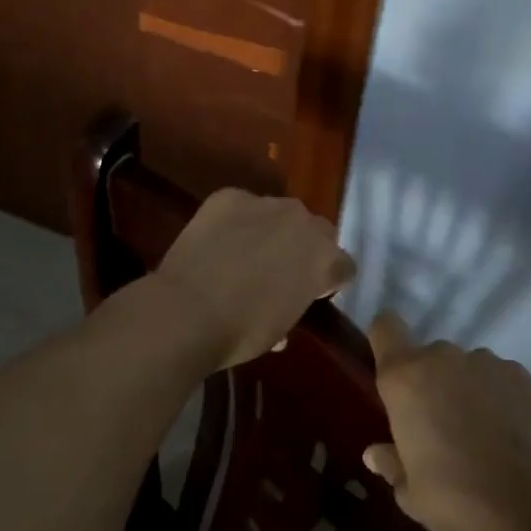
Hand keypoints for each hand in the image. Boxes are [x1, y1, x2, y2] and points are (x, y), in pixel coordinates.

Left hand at [153, 189, 354, 371]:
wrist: (187, 313)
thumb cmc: (241, 333)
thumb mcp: (280, 328)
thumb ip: (293, 306)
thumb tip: (284, 305)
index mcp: (325, 260)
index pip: (343, 265)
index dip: (330, 279)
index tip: (314, 292)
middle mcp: (303, 224)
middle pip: (316, 230)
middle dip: (304, 247)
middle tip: (281, 270)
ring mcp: (266, 204)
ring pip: (279, 213)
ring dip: (270, 229)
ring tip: (245, 251)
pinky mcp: (230, 196)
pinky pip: (241, 205)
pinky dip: (235, 220)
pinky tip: (218, 240)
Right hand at [362, 315, 530, 530]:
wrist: (528, 504)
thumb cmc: (454, 497)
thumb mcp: (410, 493)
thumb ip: (391, 464)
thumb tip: (375, 453)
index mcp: (403, 378)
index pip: (385, 328)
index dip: (385, 340)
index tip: (390, 367)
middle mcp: (441, 357)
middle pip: (426, 356)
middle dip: (429, 382)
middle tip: (437, 425)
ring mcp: (484, 361)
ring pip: (464, 366)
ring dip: (464, 388)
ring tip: (478, 431)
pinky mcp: (519, 373)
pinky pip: (497, 377)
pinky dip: (497, 396)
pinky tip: (507, 431)